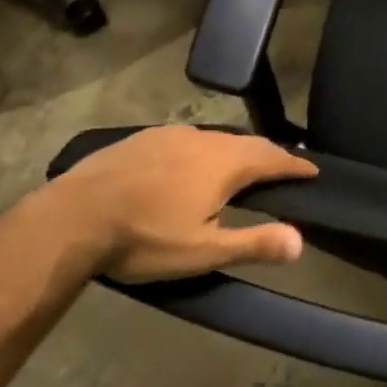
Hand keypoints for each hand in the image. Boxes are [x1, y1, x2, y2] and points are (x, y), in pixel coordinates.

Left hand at [37, 125, 317, 282]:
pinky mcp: (143, 138)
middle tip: (284, 167)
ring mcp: (171, 135)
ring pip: (216, 138)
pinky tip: (192, 163)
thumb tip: (301, 241)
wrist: (72, 217)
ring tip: (243, 164)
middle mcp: (204, 139)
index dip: (295, 165)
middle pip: (248, 142)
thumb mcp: (204, 251)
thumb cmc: (145, 238)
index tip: (313, 170)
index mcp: (225, 163)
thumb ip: (254, 243)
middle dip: (270, 155)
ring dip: (237, 150)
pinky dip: (205, 150)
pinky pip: (188, 139)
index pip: (273, 158)